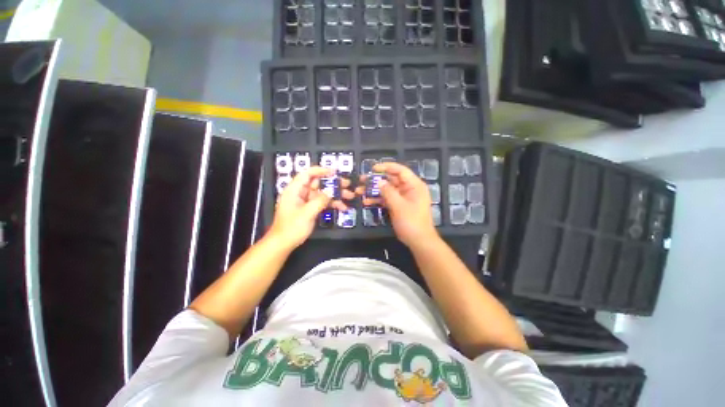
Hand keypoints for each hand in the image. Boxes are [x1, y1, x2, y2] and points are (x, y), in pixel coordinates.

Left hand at [268, 167, 353, 249]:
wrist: (283, 244)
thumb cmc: (291, 228)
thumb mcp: (307, 213)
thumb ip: (320, 201)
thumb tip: (331, 191)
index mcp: (294, 190)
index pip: (307, 174)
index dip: (320, 170)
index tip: (334, 172)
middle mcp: (300, 193)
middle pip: (317, 183)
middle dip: (332, 184)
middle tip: (346, 184)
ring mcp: (305, 202)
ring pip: (322, 193)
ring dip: (335, 195)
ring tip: (349, 196)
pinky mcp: (310, 209)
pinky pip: (322, 203)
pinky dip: (332, 204)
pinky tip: (342, 207)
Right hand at [357, 162, 438, 248]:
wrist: (419, 241)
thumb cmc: (411, 222)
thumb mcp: (399, 206)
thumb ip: (388, 192)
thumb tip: (379, 182)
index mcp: (414, 185)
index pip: (400, 170)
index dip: (386, 167)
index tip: (372, 168)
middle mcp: (409, 189)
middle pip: (391, 180)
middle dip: (376, 180)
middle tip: (361, 180)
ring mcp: (403, 198)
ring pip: (387, 190)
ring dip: (374, 191)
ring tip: (359, 191)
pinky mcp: (399, 206)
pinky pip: (387, 199)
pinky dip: (378, 200)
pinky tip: (366, 202)